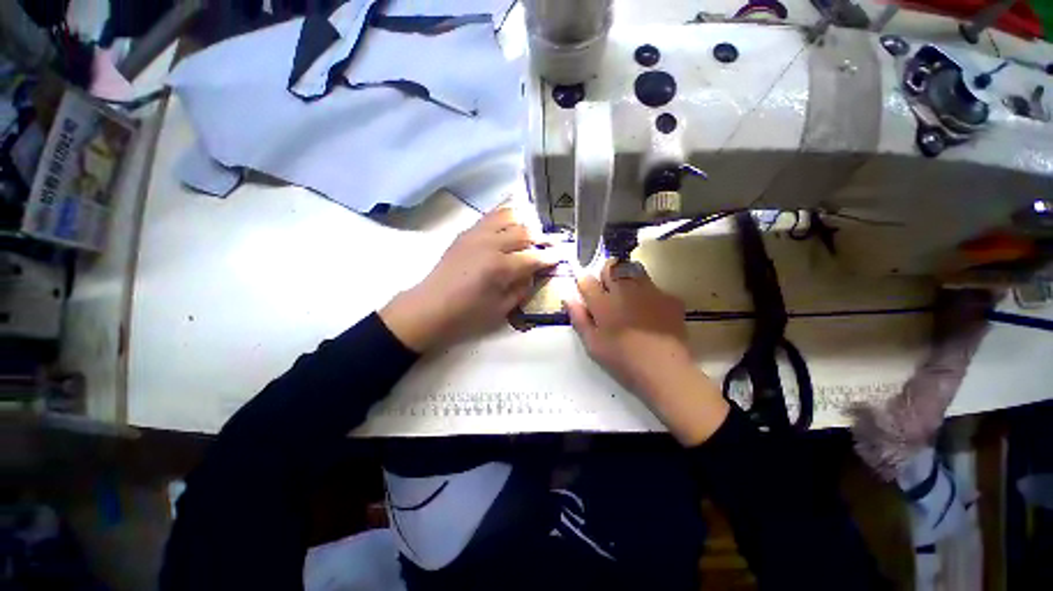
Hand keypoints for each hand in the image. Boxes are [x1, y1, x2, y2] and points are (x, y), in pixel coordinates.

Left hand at [380, 207, 556, 352]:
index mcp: (500, 267)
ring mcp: (476, 234)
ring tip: (532, 232)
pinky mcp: (466, 232)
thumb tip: (534, 273)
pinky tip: (511, 223)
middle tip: (550, 245)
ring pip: (508, 216)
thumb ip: (522, 288)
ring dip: (524, 222)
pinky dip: (505, 216)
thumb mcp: (502, 309)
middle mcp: (490, 244)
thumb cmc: (467, 315)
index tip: (562, 255)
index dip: (551, 257)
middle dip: (542, 238)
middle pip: (524, 232)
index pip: (534, 257)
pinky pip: (490, 216)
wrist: (430, 307)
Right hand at [564, 260, 728, 445]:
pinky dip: (648, 293)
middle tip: (608, 291)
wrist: (665, 371)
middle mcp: (625, 290)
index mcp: (603, 303)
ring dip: (627, 277)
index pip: (586, 280)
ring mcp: (649, 291)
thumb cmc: (622, 360)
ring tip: (629, 296)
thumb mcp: (593, 344)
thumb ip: (579, 318)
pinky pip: (654, 286)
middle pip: (611, 266)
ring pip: (633, 269)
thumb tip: (568, 297)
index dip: (584, 284)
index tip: (587, 292)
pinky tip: (651, 311)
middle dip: (606, 273)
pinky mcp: (669, 297)